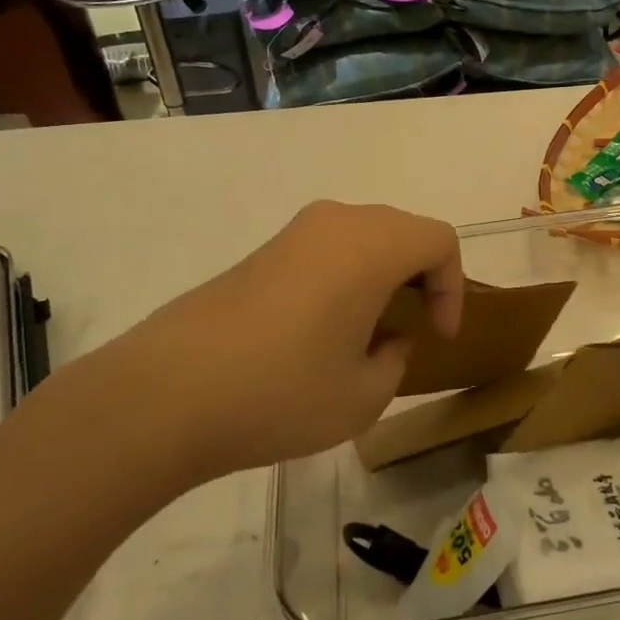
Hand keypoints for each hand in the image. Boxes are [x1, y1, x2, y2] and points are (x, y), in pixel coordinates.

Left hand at [32, 201, 462, 496]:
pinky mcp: (261, 253)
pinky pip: (325, 251)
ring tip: (369, 333)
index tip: (438, 337)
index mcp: (372, 246)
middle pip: (402, 231)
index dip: (453, 287)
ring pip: (362, 238)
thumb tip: (388, 339)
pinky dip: (345, 278)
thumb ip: (395, 361)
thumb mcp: (363, 396)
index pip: (439, 241)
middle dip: (420, 278)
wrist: (166, 394)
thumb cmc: (282, 392)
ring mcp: (292, 234)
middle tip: (414, 329)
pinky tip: (322, 331)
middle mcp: (335, 223)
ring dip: (381, 276)